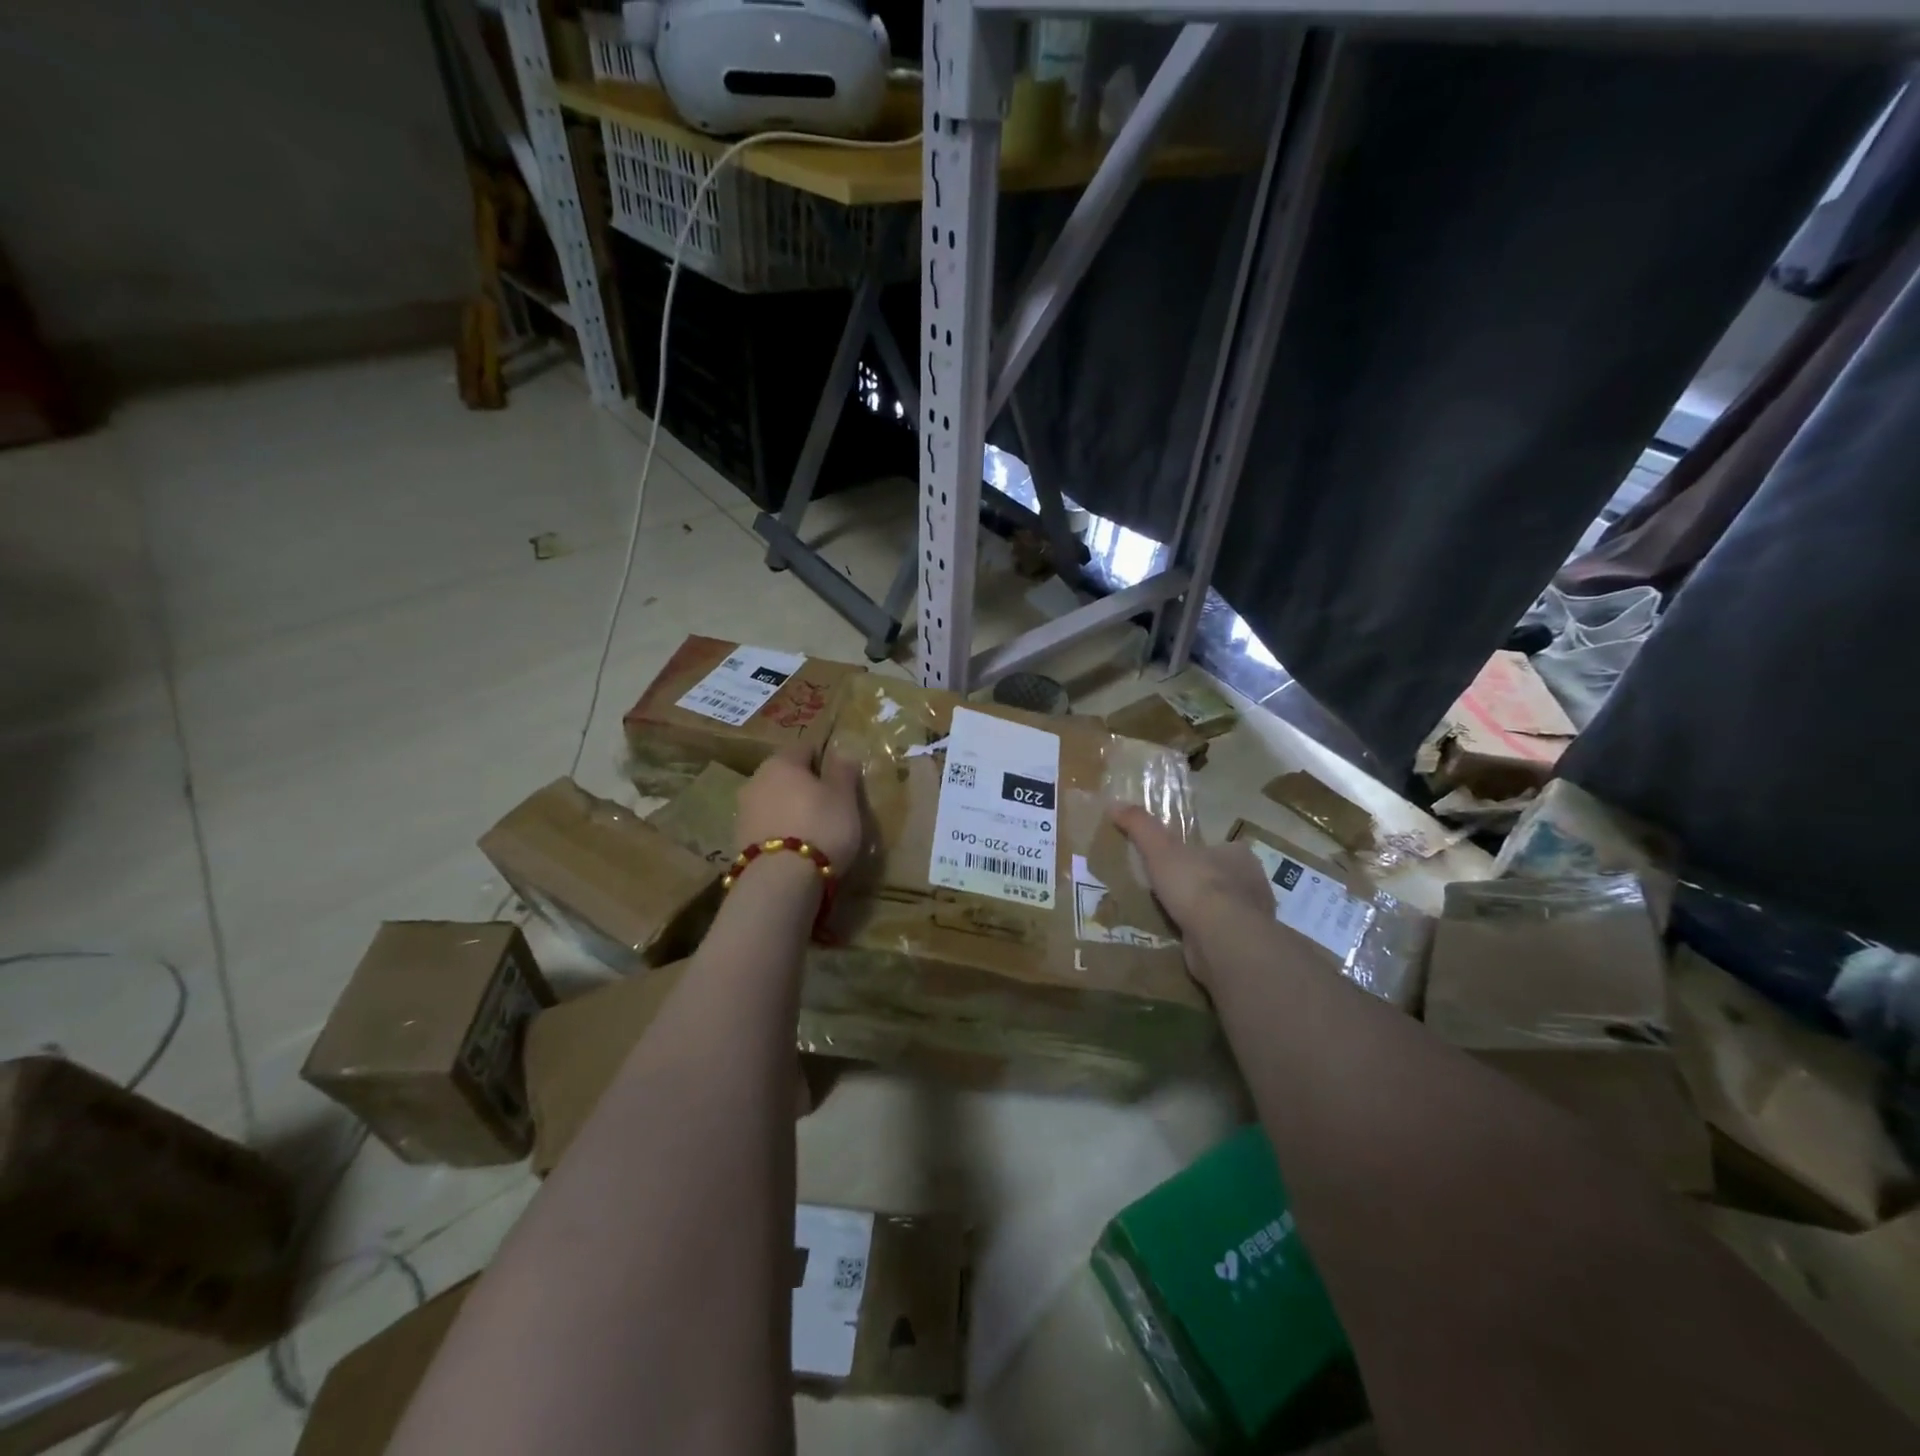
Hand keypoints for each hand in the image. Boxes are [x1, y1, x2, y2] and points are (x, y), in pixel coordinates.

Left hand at [735, 746, 863, 871]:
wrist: (780, 881)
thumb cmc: (821, 827)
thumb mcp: (844, 798)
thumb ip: (843, 772)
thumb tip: (842, 753)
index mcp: (781, 762)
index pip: (804, 748)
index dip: (823, 759)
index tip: (839, 778)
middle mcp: (756, 780)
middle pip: (784, 775)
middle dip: (803, 785)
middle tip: (828, 805)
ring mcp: (743, 811)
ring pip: (772, 801)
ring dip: (789, 809)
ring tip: (812, 830)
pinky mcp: (738, 841)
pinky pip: (765, 826)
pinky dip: (779, 831)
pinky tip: (795, 849)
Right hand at [1111, 805, 1273, 985]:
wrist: (1222, 938)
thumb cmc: (1195, 885)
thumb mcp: (1159, 848)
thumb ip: (1140, 825)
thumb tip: (1114, 803)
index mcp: (1240, 855)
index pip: (1220, 849)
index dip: (1198, 854)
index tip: (1176, 864)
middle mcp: (1254, 883)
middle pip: (1223, 879)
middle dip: (1201, 885)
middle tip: (1170, 891)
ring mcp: (1253, 917)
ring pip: (1224, 909)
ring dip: (1203, 914)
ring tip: (1173, 917)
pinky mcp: (1245, 945)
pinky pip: (1221, 936)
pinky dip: (1205, 937)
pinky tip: (1184, 940)